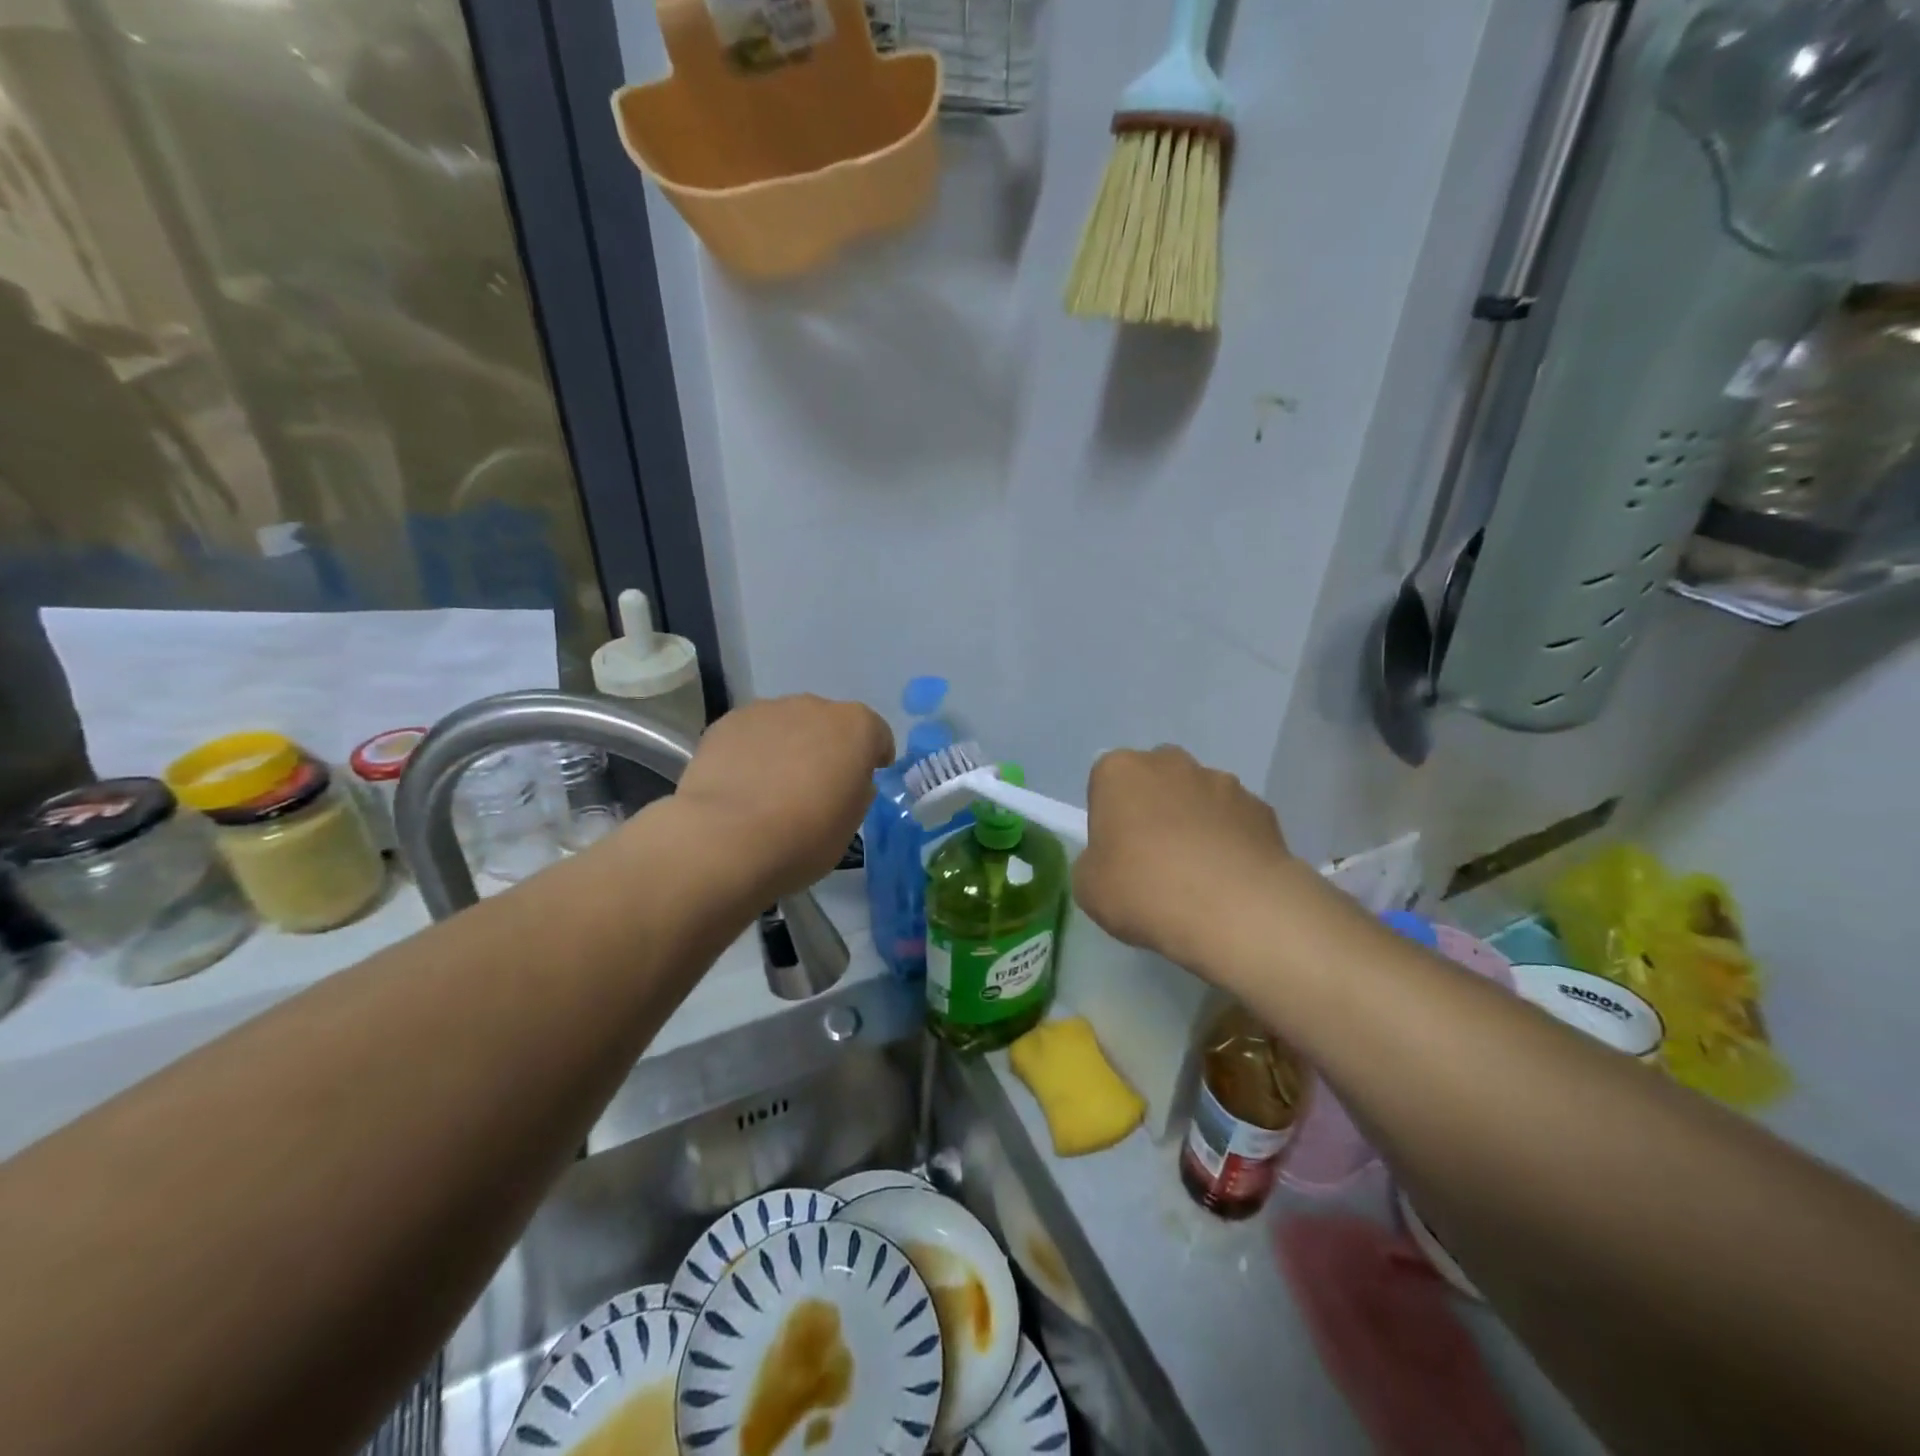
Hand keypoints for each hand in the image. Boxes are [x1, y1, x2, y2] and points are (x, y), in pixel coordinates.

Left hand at [674, 695, 893, 901]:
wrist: (728, 839)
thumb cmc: (805, 837)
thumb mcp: (850, 824)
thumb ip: (855, 793)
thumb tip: (846, 782)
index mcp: (856, 727)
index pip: (876, 734)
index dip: (873, 757)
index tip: (864, 781)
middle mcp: (814, 706)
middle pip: (828, 724)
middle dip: (827, 749)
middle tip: (815, 787)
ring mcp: (767, 710)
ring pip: (787, 726)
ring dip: (788, 747)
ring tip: (772, 788)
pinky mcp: (727, 722)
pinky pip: (751, 735)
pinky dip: (752, 752)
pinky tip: (741, 785)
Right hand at [1074, 746, 1296, 972]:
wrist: (1234, 910)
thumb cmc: (1144, 889)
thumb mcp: (1089, 886)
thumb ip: (1095, 861)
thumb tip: (1113, 861)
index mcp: (1120, 771)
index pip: (1105, 781)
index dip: (1109, 815)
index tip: (1115, 850)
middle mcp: (1171, 763)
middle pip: (1155, 779)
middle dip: (1154, 807)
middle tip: (1153, 857)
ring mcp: (1222, 782)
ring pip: (1198, 796)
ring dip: (1195, 822)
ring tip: (1198, 873)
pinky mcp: (1261, 808)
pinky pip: (1235, 821)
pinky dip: (1230, 840)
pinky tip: (1229, 879)